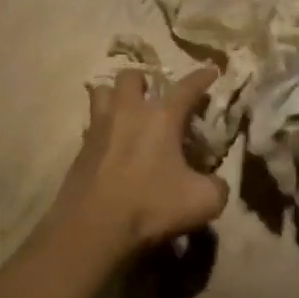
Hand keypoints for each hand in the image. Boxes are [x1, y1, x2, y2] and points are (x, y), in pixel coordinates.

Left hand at [50, 67, 228, 257]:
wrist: (93, 228)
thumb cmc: (151, 207)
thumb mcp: (203, 201)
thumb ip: (217, 186)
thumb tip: (215, 182)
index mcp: (161, 117)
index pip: (187, 87)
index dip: (202, 77)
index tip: (212, 69)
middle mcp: (128, 112)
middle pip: (132, 76)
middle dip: (145, 81)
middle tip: (154, 97)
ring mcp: (99, 128)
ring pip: (101, 92)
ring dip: (115, 96)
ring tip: (125, 111)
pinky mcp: (80, 149)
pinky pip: (91, 124)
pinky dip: (102, 127)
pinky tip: (110, 144)